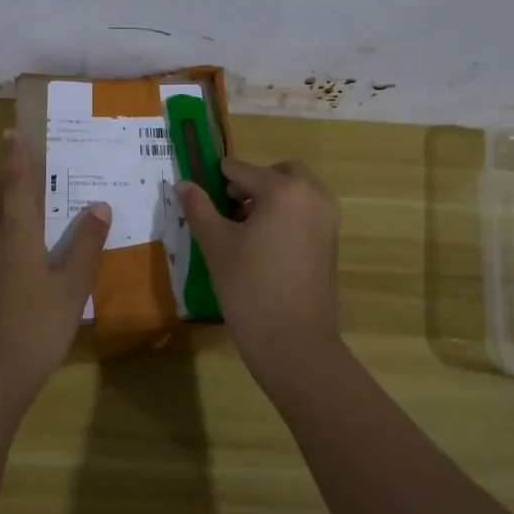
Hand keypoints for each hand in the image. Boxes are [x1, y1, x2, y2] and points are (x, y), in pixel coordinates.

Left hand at [0, 129, 110, 395]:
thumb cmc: (35, 326)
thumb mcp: (72, 286)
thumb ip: (86, 246)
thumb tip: (99, 206)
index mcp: (16, 235)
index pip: (16, 186)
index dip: (16, 159)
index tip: (13, 133)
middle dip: (5, 176)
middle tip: (16, 158)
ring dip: (1, 202)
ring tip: (18, 195)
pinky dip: (1, 230)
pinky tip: (15, 248)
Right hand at [176, 158, 342, 384]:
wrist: (294, 342)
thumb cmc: (250, 287)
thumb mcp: (216, 244)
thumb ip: (199, 208)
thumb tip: (182, 184)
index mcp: (285, 190)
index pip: (245, 171)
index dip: (221, 176)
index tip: (203, 184)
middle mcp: (313, 196)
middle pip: (281, 173)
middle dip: (255, 181)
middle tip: (228, 202)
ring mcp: (328, 220)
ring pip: (298, 192)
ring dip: (272, 197)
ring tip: (242, 226)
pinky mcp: (332, 243)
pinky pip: (308, 213)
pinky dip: (288, 214)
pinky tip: (263, 243)